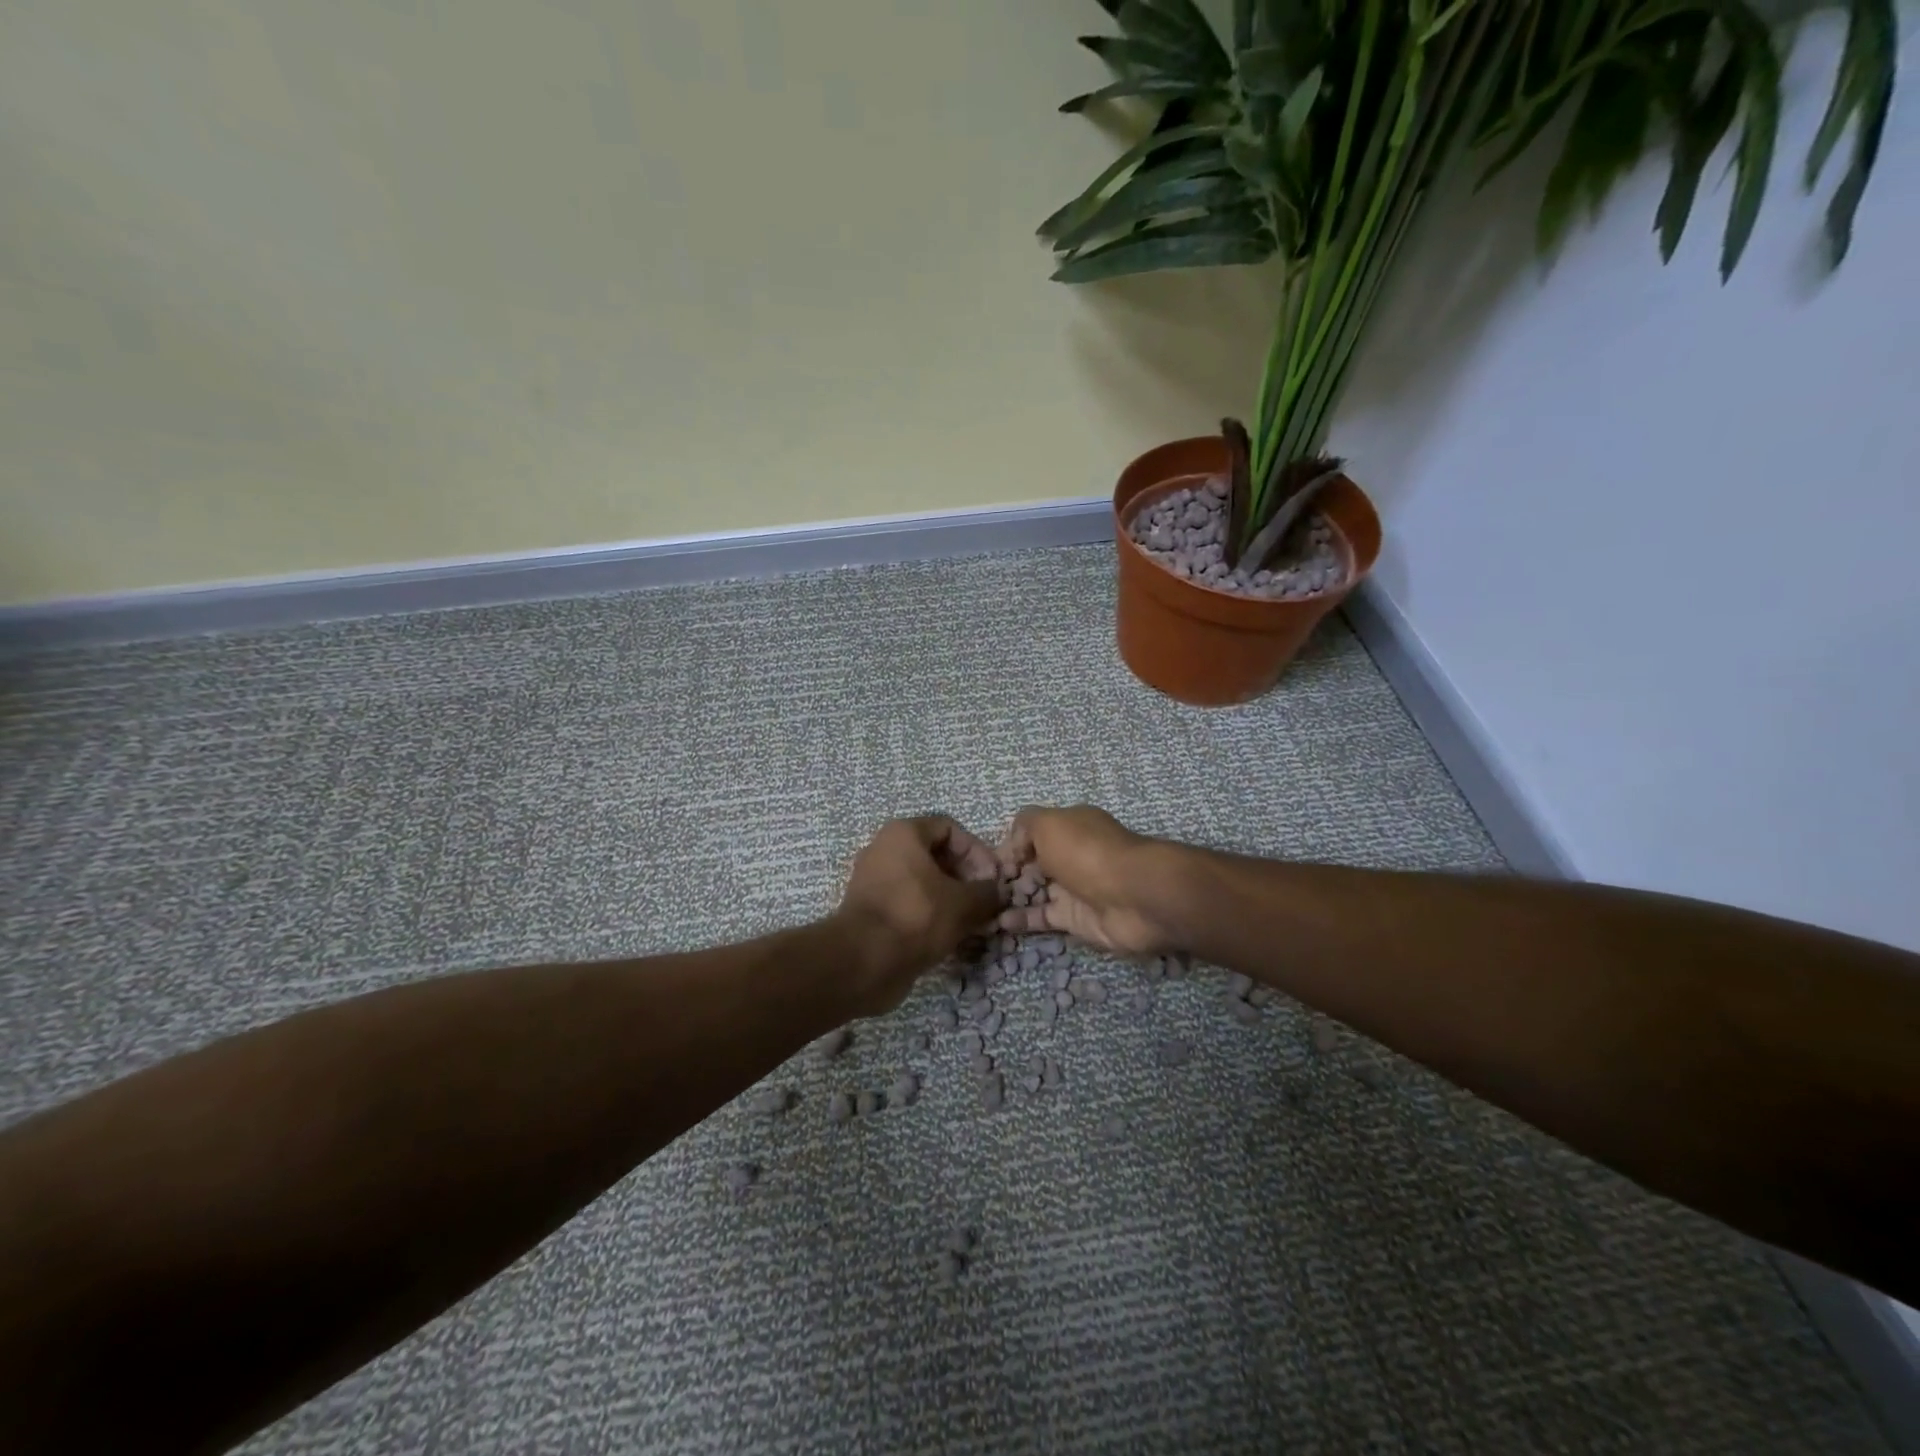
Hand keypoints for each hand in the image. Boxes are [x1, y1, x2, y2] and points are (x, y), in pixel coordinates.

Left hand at [833, 816, 1002, 1013]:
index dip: (976, 851)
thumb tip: (998, 892)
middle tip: (984, 903)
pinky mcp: (871, 910)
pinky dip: (930, 915)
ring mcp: (874, 880)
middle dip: (965, 877)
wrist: (862, 962)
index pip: (949, 828)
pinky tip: (949, 936)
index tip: (992, 879)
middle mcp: (884, 849)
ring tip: (972, 923)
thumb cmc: (916, 917)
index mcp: (903, 833)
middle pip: (935, 855)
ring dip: (950, 899)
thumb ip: (986, 893)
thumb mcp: (963, 903)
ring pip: (922, 882)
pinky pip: (908, 903)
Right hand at [994, 806, 1171, 955]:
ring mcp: (1074, 889)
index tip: (986, 862)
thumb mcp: (1048, 823)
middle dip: (1007, 873)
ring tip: (983, 906)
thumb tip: (1011, 848)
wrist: (1134, 896)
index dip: (1010, 846)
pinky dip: (1021, 920)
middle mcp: (1072, 855)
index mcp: (1069, 827)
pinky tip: (999, 923)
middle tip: (980, 887)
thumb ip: (1024, 826)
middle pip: (1033, 864)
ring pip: (1036, 892)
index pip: (1032, 833)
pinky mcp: (1076, 920)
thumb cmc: (1087, 852)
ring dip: (1010, 898)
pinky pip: (1043, 918)